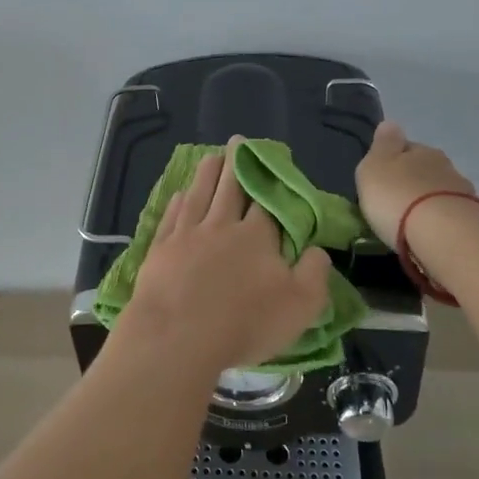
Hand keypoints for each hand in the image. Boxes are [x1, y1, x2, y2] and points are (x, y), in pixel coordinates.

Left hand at [122, 138, 332, 374]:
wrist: (177, 336)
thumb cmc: (244, 323)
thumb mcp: (300, 306)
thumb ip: (315, 274)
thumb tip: (318, 250)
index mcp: (257, 237)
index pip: (266, 202)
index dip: (269, 180)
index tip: (270, 161)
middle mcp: (221, 226)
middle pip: (230, 189)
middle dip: (236, 164)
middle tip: (237, 142)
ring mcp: (187, 235)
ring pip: (199, 195)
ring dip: (206, 174)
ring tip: (211, 156)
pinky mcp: (160, 249)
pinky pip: (171, 217)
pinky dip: (177, 202)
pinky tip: (179, 194)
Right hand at [355, 121, 476, 248]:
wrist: (442, 233)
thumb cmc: (397, 196)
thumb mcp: (375, 166)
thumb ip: (382, 145)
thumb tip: (390, 123)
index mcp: (420, 149)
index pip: (405, 147)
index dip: (393, 159)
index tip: (383, 175)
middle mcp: (445, 165)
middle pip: (425, 169)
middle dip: (413, 180)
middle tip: (396, 199)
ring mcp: (462, 193)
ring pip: (440, 191)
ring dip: (428, 201)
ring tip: (413, 218)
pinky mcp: (473, 219)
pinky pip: (450, 214)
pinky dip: (441, 219)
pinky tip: (431, 230)